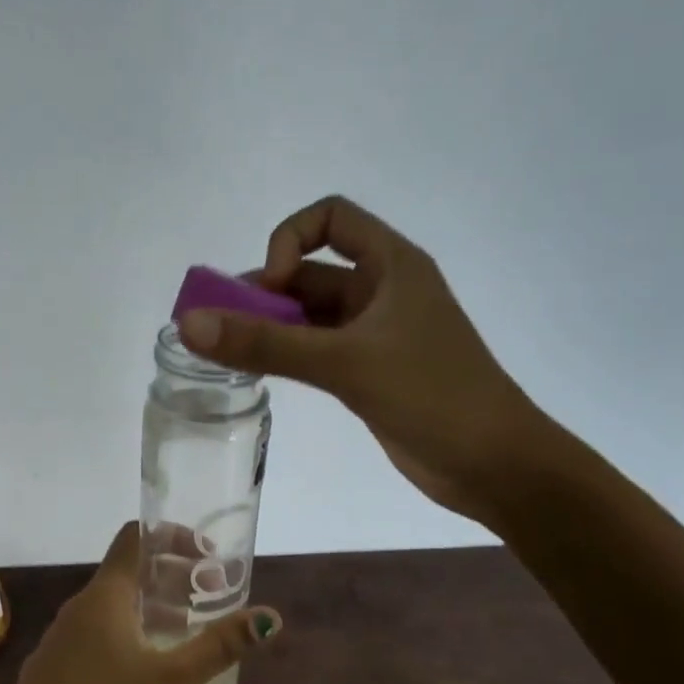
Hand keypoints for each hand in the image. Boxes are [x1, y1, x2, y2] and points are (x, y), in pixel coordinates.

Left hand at [0, 522, 280, 683]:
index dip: (172, 535)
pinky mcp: (50, 666)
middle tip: (208, 599)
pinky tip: (139, 672)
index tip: (207, 556)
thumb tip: (270, 617)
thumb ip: (219, 647)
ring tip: (182, 634)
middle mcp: (77, 607)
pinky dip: (124, 633)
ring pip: (110, 606)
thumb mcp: (171, 682)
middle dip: (170, 578)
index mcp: (103, 597)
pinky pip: (93, 634)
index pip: (134, 537)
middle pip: (126, 572)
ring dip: (149, 608)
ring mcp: (58, 638)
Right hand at [177, 196, 542, 524]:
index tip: (270, 288)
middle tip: (219, 328)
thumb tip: (189, 324)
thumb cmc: (431, 396)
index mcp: (392, 265)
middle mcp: (383, 291)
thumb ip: (266, 344)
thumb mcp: (344, 363)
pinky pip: (317, 349)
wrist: (495, 465)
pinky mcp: (370, 372)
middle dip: (264, 293)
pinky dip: (287, 354)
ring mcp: (377, 334)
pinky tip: (258, 374)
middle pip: (311, 271)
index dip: (290, 240)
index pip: (331, 218)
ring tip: (226, 353)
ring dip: (270, 327)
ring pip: (310, 316)